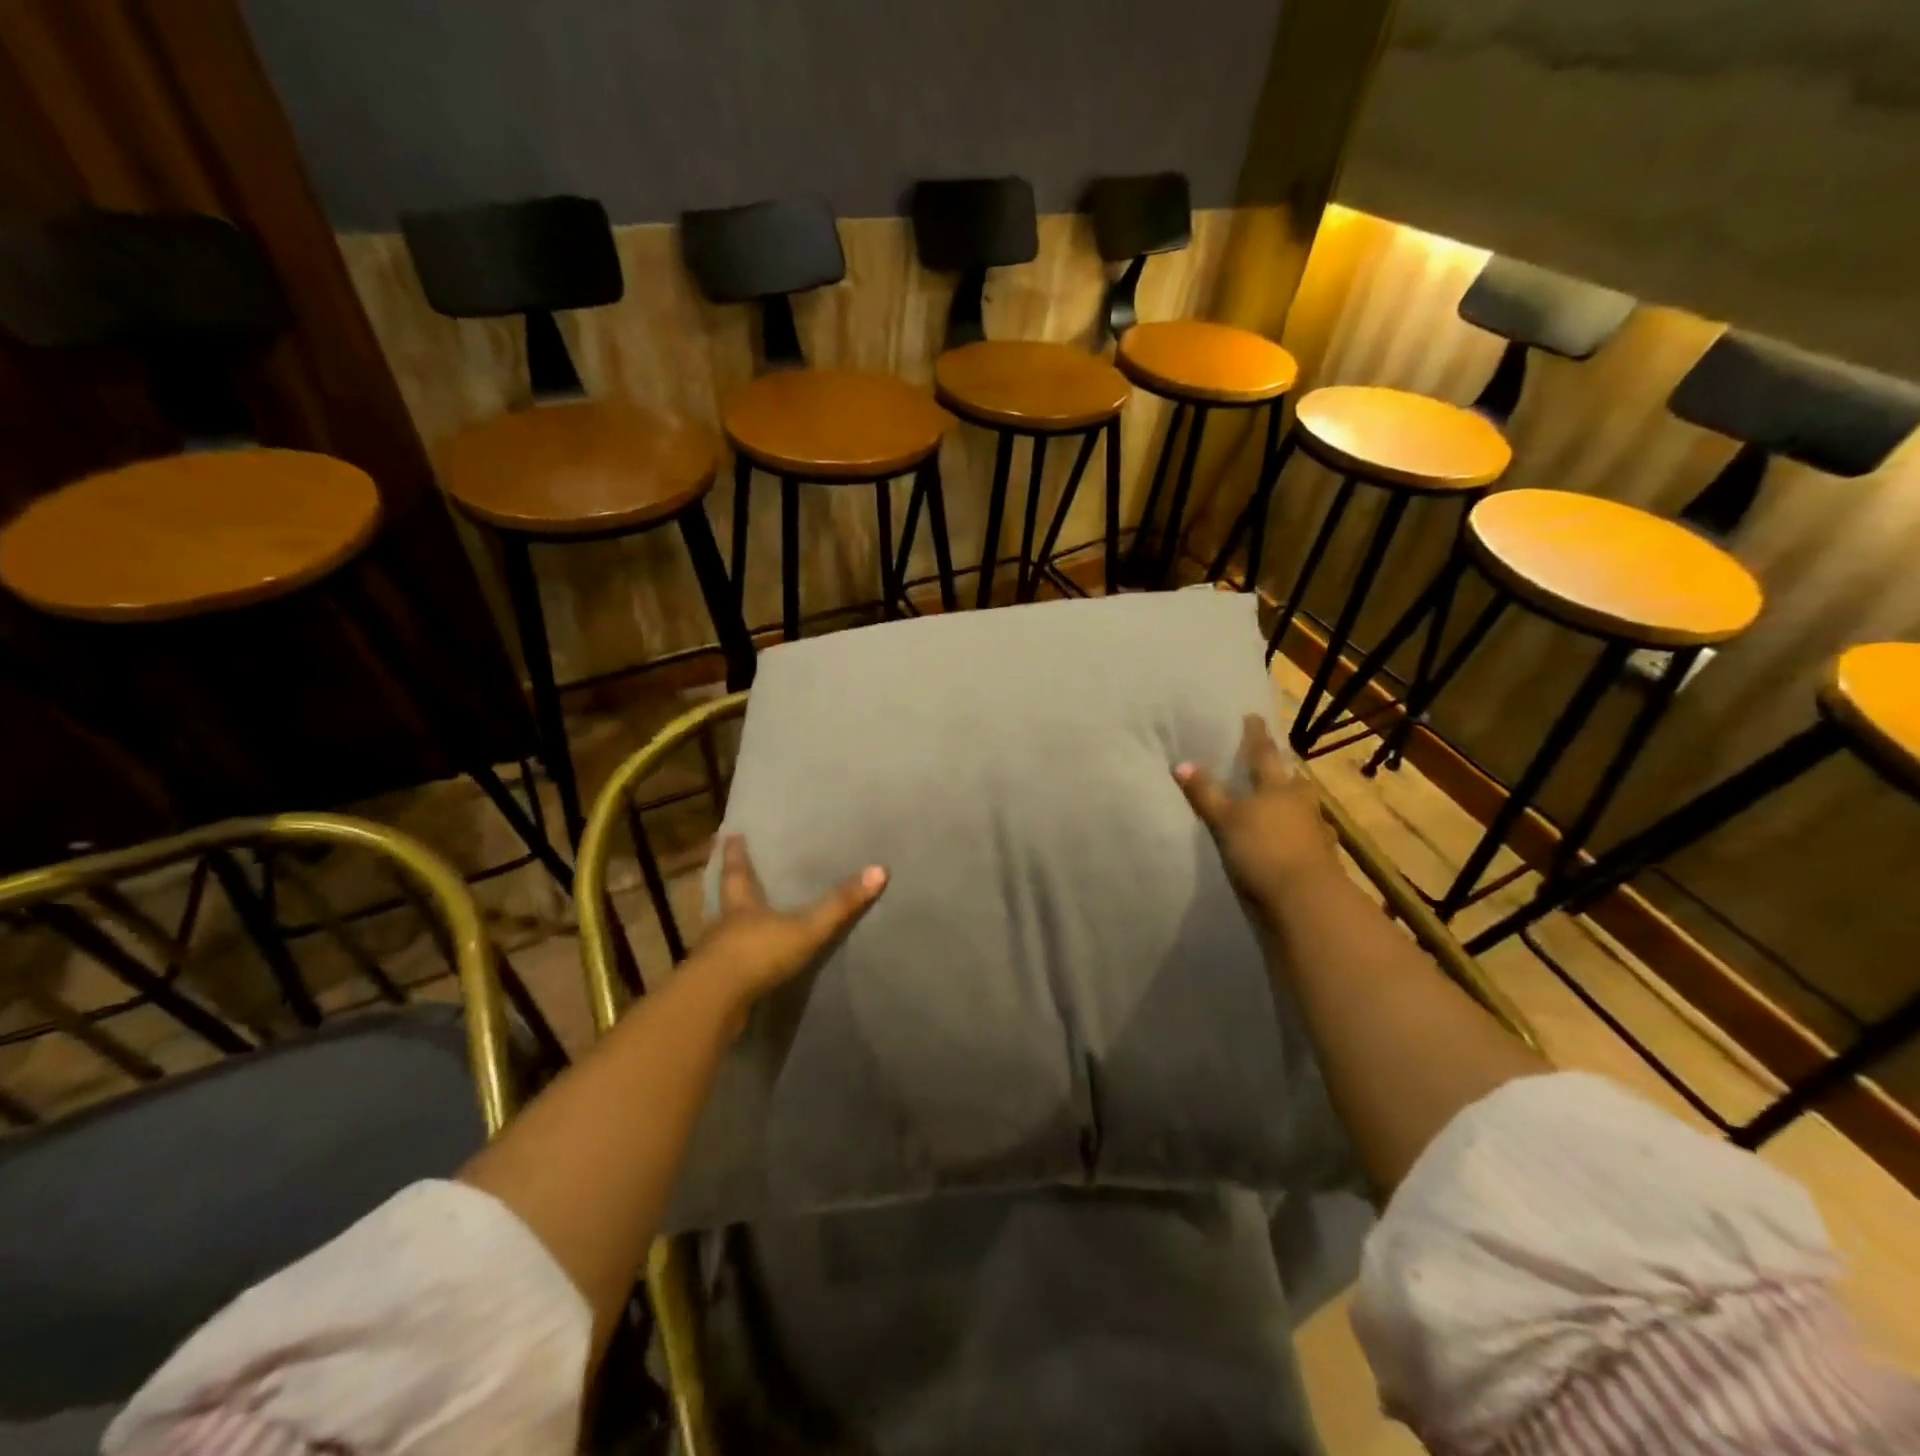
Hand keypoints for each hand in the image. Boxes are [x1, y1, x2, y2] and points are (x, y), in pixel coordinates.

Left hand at [693, 834, 887, 1011]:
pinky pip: (726, 968)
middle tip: (727, 871)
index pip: (737, 873)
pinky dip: (734, 962)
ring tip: (740, 922)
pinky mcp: (714, 987)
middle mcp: (723, 926)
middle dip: (729, 887)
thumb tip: (880, 870)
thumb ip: (840, 904)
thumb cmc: (758, 953)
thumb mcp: (805, 928)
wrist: (715, 1003)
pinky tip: (743, 968)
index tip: (728, 834)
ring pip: (722, 934)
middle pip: (725, 900)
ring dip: (730, 927)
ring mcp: (715, 958)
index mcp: (741, 906)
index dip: (735, 853)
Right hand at [1174, 714, 1340, 916]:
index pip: (1264, 753)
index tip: (1252, 717)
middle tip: (1268, 763)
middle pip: (1290, 779)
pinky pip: (1305, 835)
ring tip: (1276, 802)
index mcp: (1278, 786)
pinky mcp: (1320, 857)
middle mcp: (1301, 802)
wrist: (1306, 899)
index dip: (1255, 735)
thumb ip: (1205, 793)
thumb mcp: (1225, 820)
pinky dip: (1295, 832)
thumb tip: (1181, 764)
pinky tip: (1288, 838)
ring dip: (1290, 803)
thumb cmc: (1263, 849)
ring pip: (1301, 807)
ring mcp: (1315, 830)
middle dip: (1279, 770)